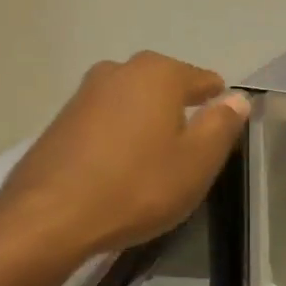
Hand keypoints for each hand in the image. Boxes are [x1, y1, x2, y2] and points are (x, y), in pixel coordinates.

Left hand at [0, 52, 250, 255]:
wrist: (49, 215)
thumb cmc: (136, 187)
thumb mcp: (196, 162)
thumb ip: (221, 125)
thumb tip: (237, 98)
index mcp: (158, 73)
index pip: (204, 80)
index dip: (217, 107)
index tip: (218, 137)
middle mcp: (120, 70)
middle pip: (165, 88)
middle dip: (178, 115)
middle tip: (186, 158)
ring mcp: (85, 92)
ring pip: (132, 104)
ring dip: (145, 126)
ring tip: (151, 167)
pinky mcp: (61, 119)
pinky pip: (104, 122)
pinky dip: (117, 139)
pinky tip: (117, 172)